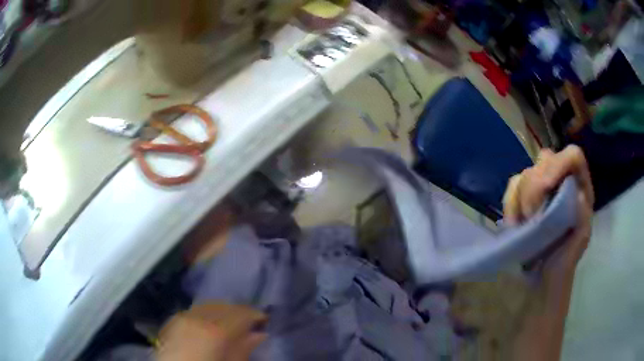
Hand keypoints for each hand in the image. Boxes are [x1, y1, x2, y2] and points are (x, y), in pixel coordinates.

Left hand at [156, 303, 266, 360]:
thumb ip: (244, 349)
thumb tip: (260, 335)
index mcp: (215, 330)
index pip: (241, 313)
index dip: (256, 315)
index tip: (265, 320)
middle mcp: (198, 317)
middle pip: (225, 306)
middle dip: (239, 312)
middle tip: (251, 323)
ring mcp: (182, 317)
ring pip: (208, 305)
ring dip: (222, 311)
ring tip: (231, 323)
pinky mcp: (172, 321)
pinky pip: (193, 311)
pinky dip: (205, 314)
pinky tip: (209, 324)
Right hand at [503, 145, 593, 281]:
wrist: (543, 277)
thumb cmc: (565, 258)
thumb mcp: (580, 240)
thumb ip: (583, 216)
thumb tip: (576, 194)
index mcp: (580, 186)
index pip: (572, 157)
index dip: (558, 164)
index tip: (545, 188)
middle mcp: (561, 180)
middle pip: (545, 160)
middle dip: (535, 187)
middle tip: (531, 216)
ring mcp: (541, 187)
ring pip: (526, 173)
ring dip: (521, 198)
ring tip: (524, 224)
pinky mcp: (523, 196)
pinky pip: (512, 185)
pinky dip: (510, 202)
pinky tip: (514, 222)